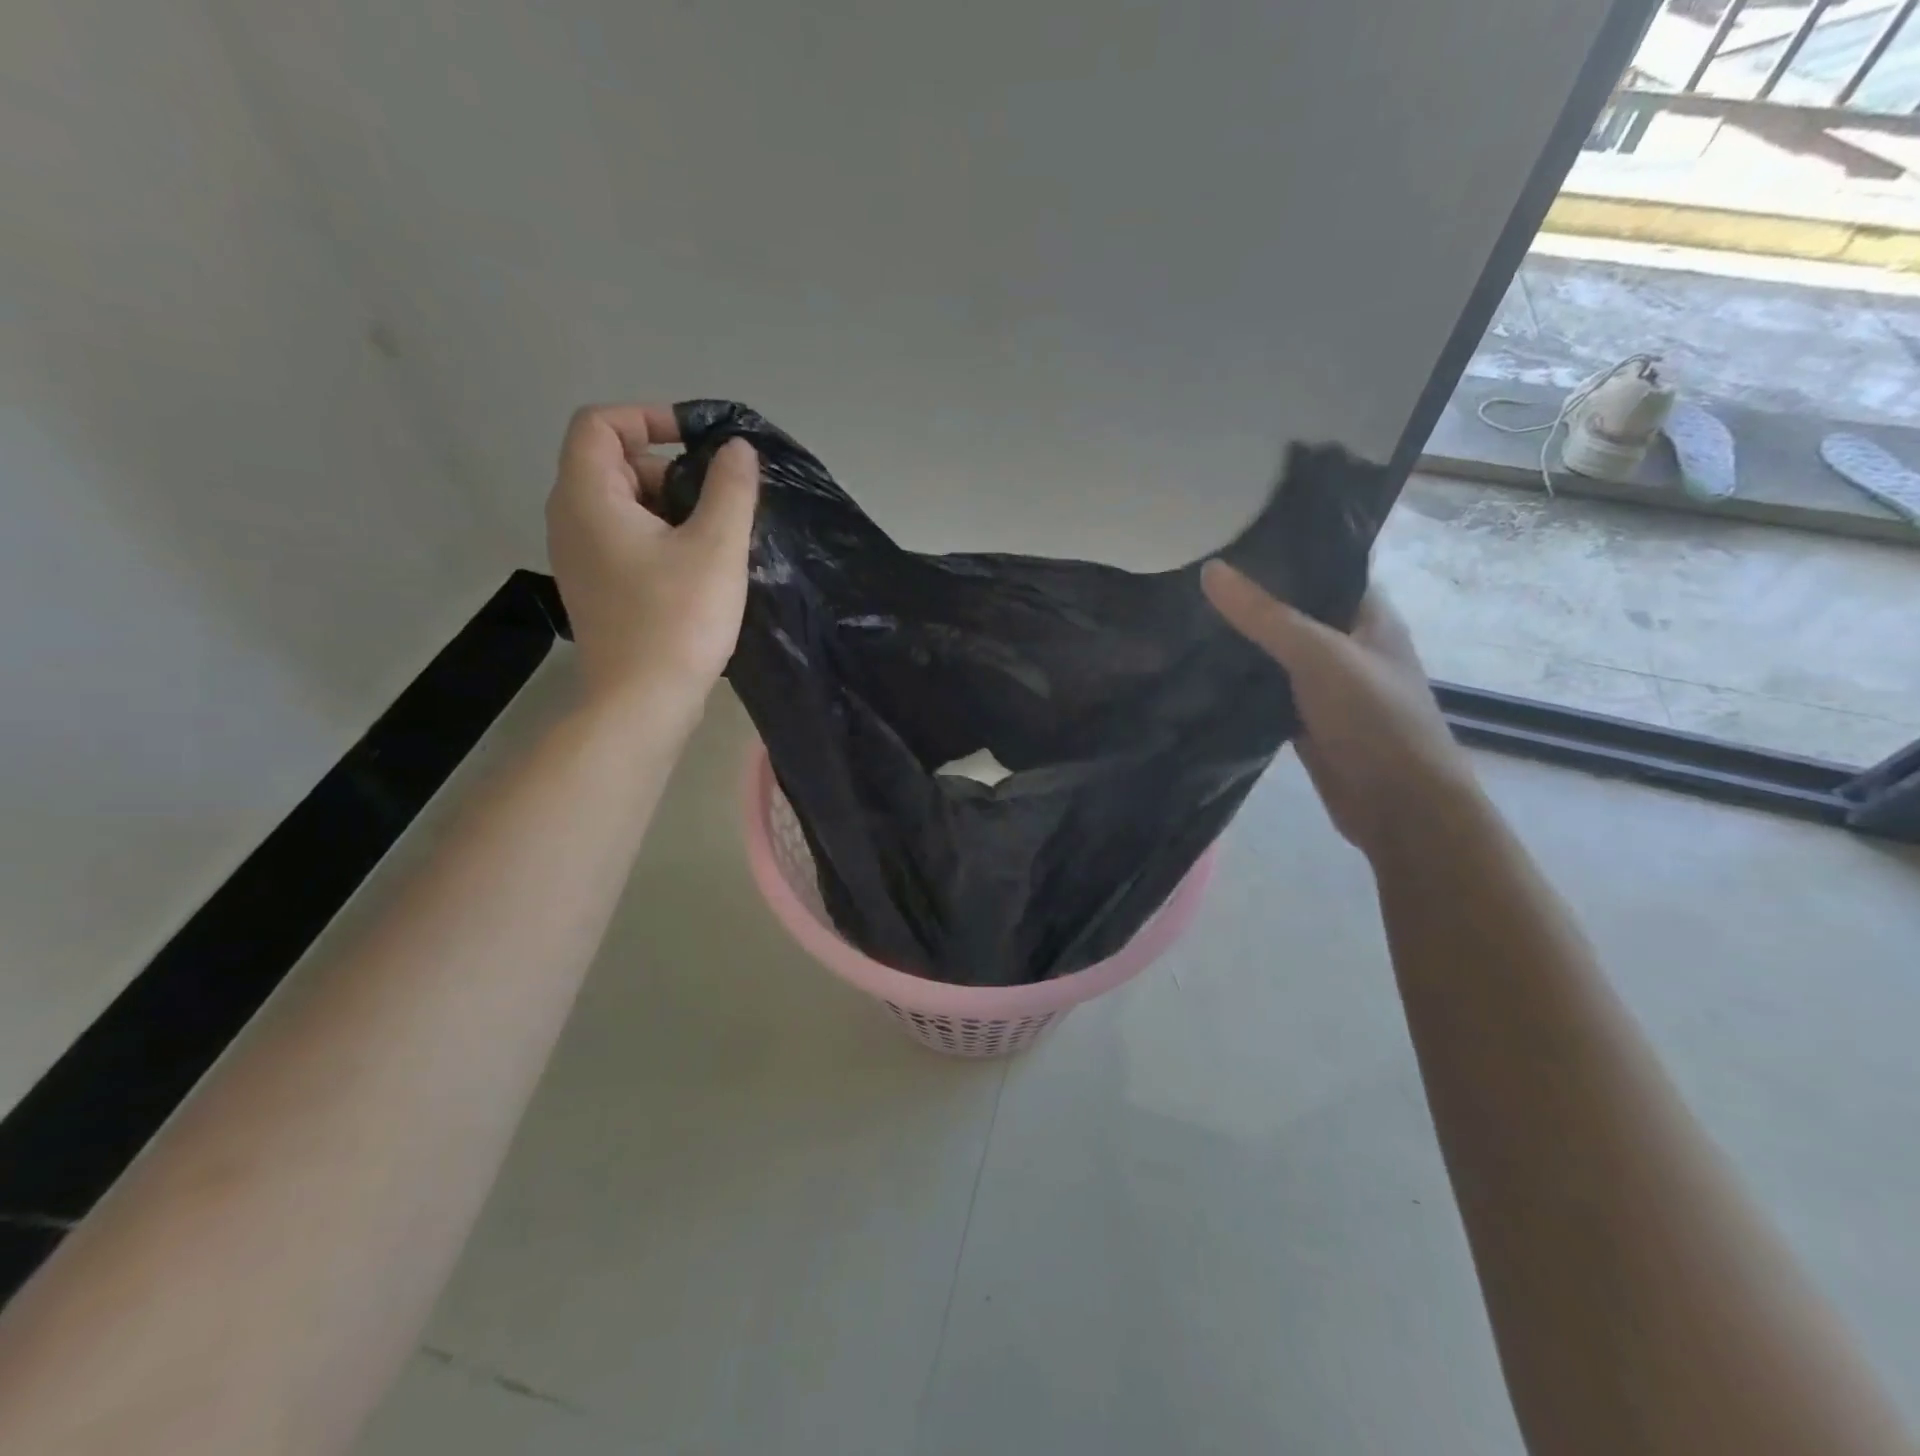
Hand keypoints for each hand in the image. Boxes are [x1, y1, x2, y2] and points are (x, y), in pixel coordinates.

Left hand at [546, 404, 757, 710]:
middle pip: (612, 463)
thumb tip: (736, 449)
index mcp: (588, 496)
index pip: (600, 422)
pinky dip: (659, 537)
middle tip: (717, 500)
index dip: (649, 417)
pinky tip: (699, 568)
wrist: (642, 702)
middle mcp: (570, 519)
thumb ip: (730, 488)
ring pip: (622, 505)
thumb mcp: (716, 546)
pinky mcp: (596, 588)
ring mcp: (579, 558)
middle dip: (668, 468)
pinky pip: (624, 540)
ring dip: (670, 506)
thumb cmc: (678, 619)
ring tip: (716, 536)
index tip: (699, 443)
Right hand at [1201, 562, 1479, 859]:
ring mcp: (1323, 683)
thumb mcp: (1319, 656)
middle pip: (1292, 608)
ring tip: (1183, 611)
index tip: (1230, 533)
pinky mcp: (1302, 717)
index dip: (1283, 549)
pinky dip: (1237, 680)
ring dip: (1239, 639)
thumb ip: (1265, 615)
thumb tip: (1209, 570)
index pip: (1324, 565)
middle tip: (1190, 572)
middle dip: (1249, 595)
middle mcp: (1345, 642)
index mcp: (1367, 613)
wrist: (1398, 806)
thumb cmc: (1375, 719)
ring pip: (1273, 651)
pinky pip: (1264, 689)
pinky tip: (1197, 666)